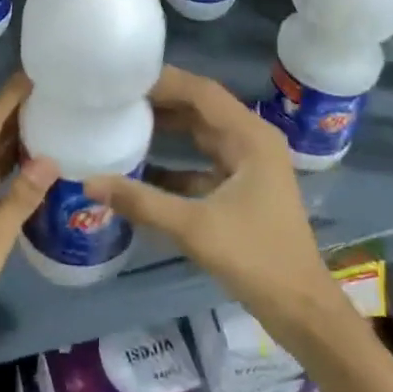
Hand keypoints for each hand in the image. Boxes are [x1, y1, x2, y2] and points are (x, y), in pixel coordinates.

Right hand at [85, 66, 325, 325]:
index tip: (124, 80)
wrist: (303, 311)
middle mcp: (251, 140)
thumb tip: (89, 182)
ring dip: (167, 127)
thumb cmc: (257, 259)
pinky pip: (202, 160)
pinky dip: (175, 160)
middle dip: (161, 100)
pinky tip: (141, 167)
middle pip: (201, 107)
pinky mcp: (242, 187)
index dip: (164, 82)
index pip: (201, 92)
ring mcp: (248, 164)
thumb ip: (142, 202)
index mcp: (250, 136)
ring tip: (123, 120)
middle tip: (116, 97)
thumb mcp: (195, 229)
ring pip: (201, 132)